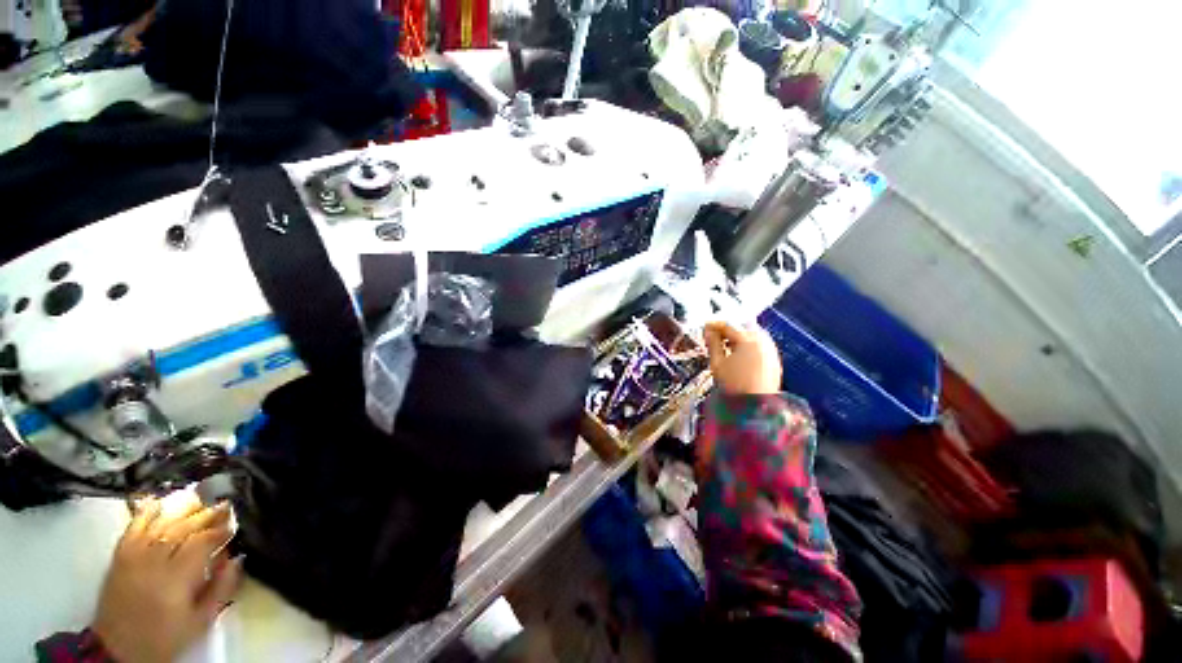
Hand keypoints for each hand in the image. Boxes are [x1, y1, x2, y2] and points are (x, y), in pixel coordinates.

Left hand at [92, 495, 242, 662]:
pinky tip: (158, 502)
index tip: (235, 525)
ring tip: (201, 500)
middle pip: (182, 529)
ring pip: (161, 525)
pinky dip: (146, 513)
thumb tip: (236, 558)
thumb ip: (220, 589)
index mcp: (177, 578)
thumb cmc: (166, 637)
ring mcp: (134, 556)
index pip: (202, 543)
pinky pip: (133, 528)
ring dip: (183, 511)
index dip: (221, 531)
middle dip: (206, 515)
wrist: (118, 649)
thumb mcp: (200, 622)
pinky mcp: (120, 556)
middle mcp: (154, 561)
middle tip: (225, 505)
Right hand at [703, 321, 781, 394]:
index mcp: (747, 340)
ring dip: (738, 335)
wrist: (755, 407)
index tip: (705, 328)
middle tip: (714, 335)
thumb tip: (708, 331)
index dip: (714, 325)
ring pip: (752, 333)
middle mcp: (762, 340)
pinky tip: (738, 352)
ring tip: (725, 345)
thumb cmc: (733, 385)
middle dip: (728, 328)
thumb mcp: (717, 363)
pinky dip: (748, 343)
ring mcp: (770, 349)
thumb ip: (713, 344)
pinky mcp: (773, 358)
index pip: (728, 325)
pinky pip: (759, 343)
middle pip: (742, 326)